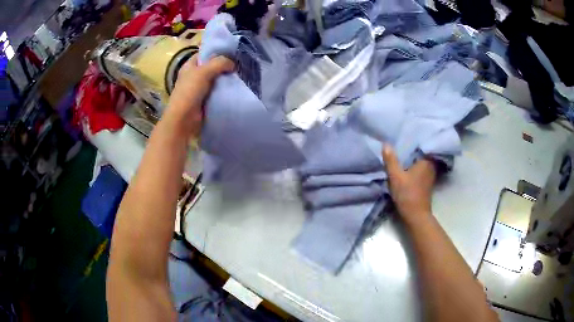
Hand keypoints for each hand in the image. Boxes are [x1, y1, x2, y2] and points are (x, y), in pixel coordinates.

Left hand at [165, 54, 234, 137]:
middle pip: (211, 66)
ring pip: (215, 79)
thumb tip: (233, 64)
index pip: (203, 54)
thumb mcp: (203, 72)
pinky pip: (217, 91)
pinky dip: (225, 90)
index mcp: (189, 66)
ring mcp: (199, 88)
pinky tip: (235, 88)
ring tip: (240, 75)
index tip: (231, 52)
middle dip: (224, 65)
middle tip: (239, 64)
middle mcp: (193, 76)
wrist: (184, 119)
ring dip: (226, 78)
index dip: (216, 51)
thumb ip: (219, 63)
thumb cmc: (189, 92)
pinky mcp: (205, 100)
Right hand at [382, 145, 435, 222]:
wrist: (416, 215)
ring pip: (424, 161)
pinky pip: (423, 168)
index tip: (409, 133)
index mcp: (426, 162)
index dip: (417, 139)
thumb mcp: (396, 176)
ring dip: (416, 157)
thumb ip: (391, 160)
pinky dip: (417, 165)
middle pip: (424, 153)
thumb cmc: (407, 194)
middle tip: (405, 140)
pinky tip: (409, 165)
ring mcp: (431, 175)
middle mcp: (431, 166)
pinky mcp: (428, 183)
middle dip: (416, 147)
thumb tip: (386, 144)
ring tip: (406, 151)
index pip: (424, 145)